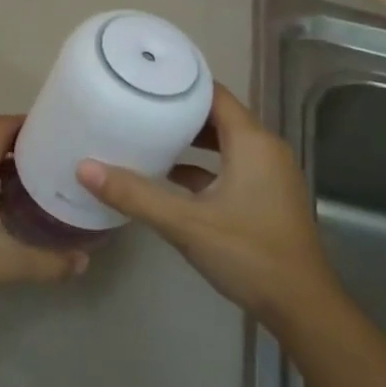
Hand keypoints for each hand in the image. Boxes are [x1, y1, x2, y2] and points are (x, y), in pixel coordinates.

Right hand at [76, 83, 331, 323]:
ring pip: (225, 144)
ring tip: (148, 137)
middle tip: (138, 107)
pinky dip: (203, 167)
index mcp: (252, 142)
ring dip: (191, 141)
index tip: (144, 81)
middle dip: (180, 111)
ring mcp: (269, 174)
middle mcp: (265, 149)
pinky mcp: (266, 197)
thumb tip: (84, 168)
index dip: (181, 84)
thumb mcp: (186, 223)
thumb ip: (136, 194)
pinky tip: (170, 179)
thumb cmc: (248, 254)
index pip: (215, 94)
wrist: (301, 306)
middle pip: (219, 116)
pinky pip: (231, 167)